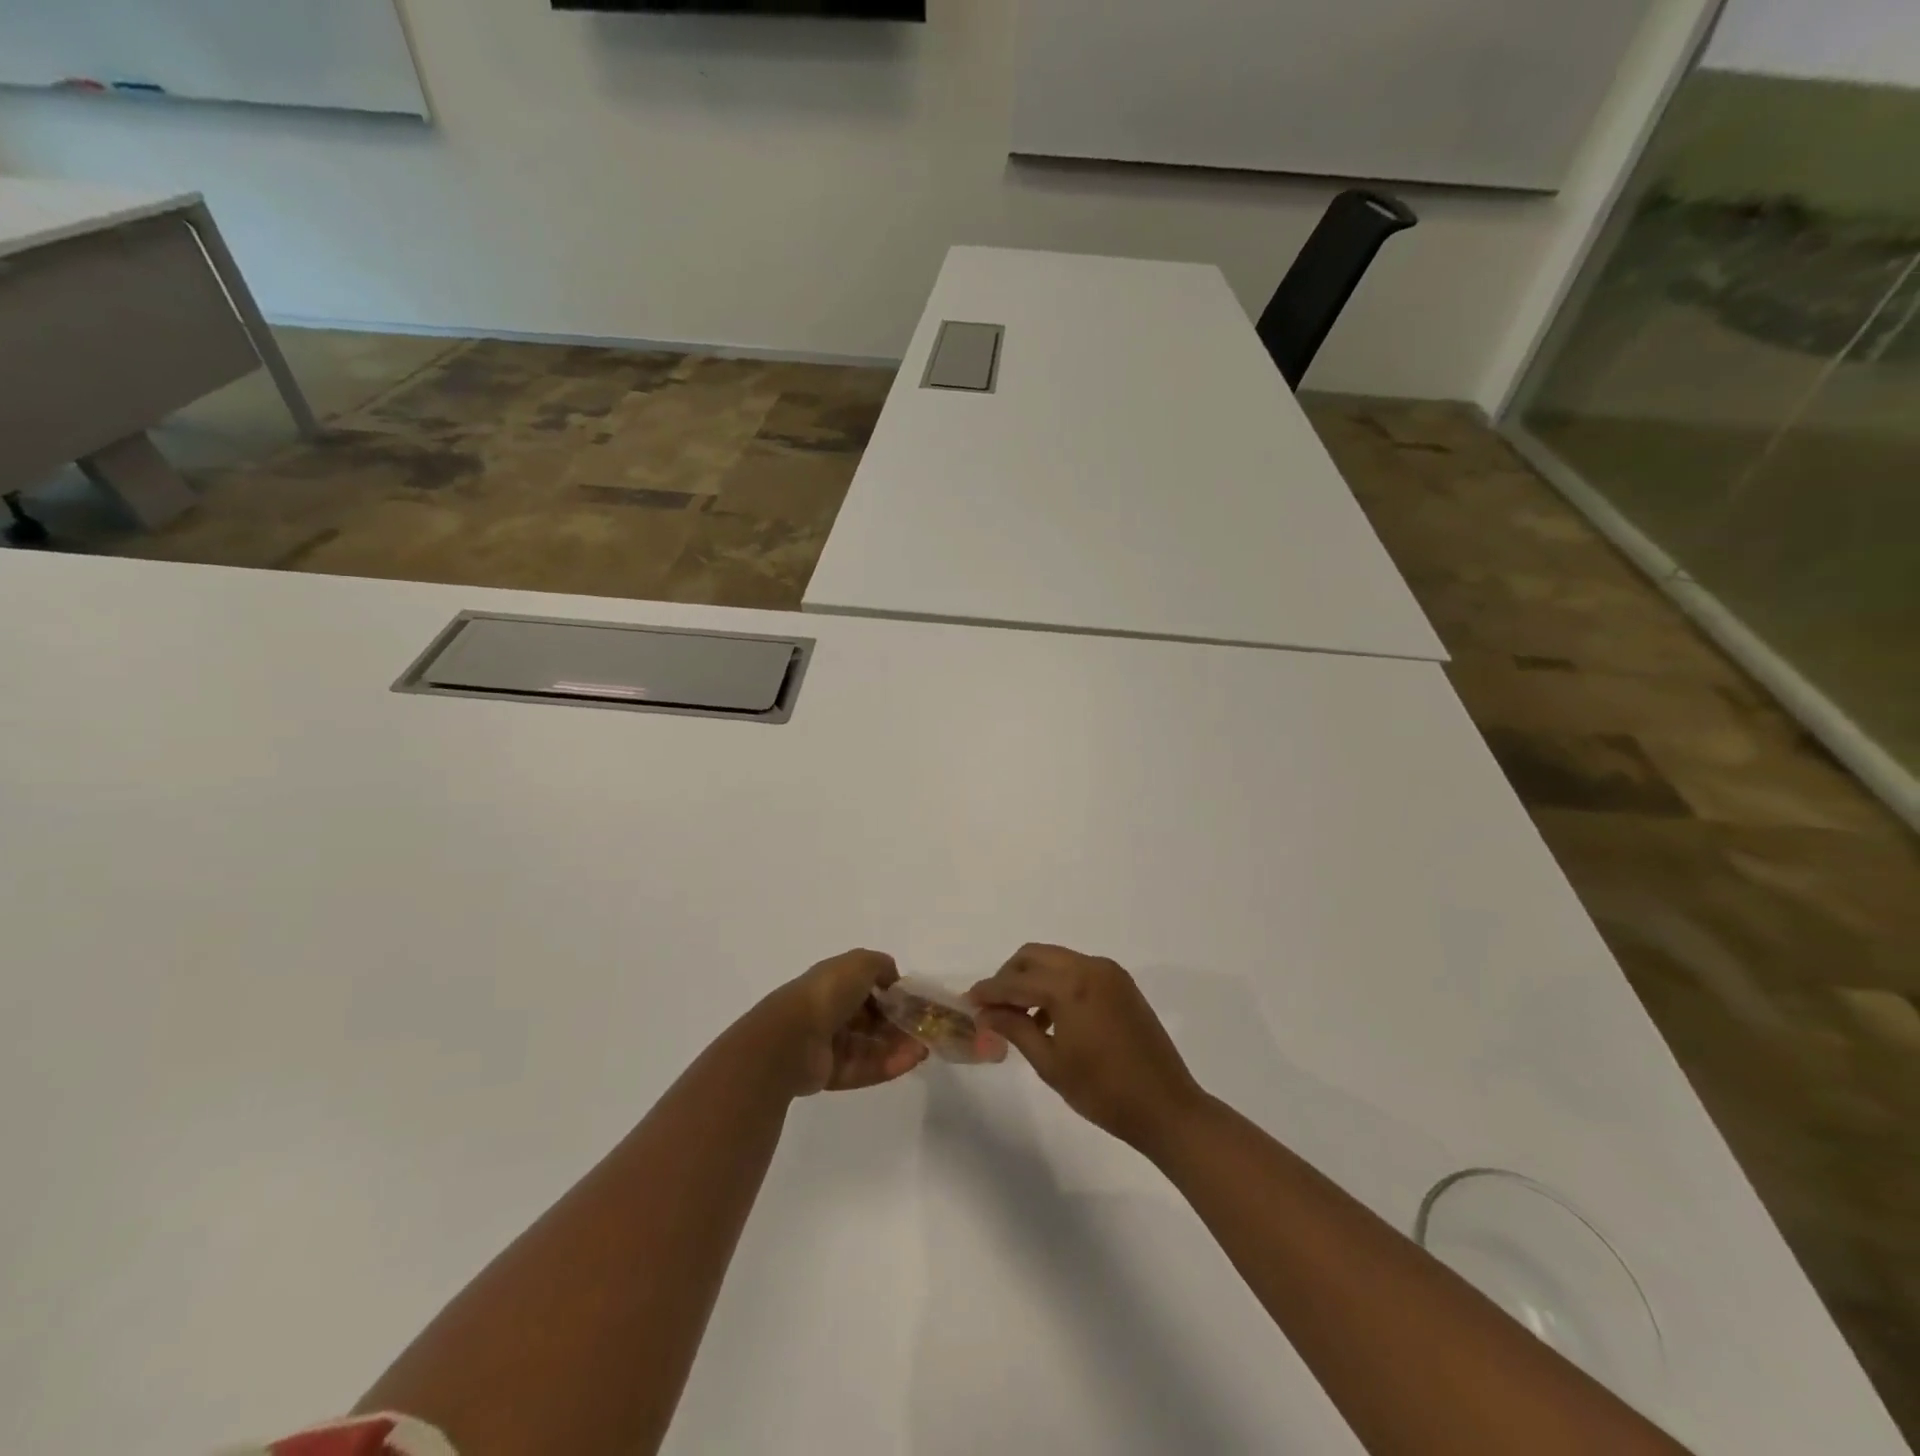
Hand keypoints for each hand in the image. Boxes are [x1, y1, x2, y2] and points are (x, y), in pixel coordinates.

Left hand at [754, 949, 928, 1097]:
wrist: (791, 1038)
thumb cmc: (828, 993)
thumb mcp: (860, 963)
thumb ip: (882, 966)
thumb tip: (894, 980)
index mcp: (834, 982)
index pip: (868, 988)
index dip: (893, 995)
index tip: (916, 1003)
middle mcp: (830, 1011)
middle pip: (871, 1020)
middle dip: (899, 1024)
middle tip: (924, 1030)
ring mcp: (829, 1044)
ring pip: (870, 1045)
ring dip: (898, 1046)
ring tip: (923, 1049)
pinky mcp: (830, 1073)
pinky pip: (864, 1068)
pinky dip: (888, 1065)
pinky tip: (910, 1061)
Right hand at [970, 944, 1204, 1151]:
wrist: (1166, 1107)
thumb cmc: (1104, 1092)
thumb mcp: (1051, 1063)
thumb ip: (1015, 1029)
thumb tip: (986, 1013)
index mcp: (1070, 986)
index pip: (1016, 981)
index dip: (989, 991)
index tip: (968, 1002)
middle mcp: (1089, 967)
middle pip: (1034, 956)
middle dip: (1009, 976)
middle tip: (993, 1006)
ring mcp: (1109, 973)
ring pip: (1056, 959)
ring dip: (1033, 979)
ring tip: (1019, 1016)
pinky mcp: (1122, 983)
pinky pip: (1078, 970)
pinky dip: (1057, 983)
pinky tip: (1050, 1017)